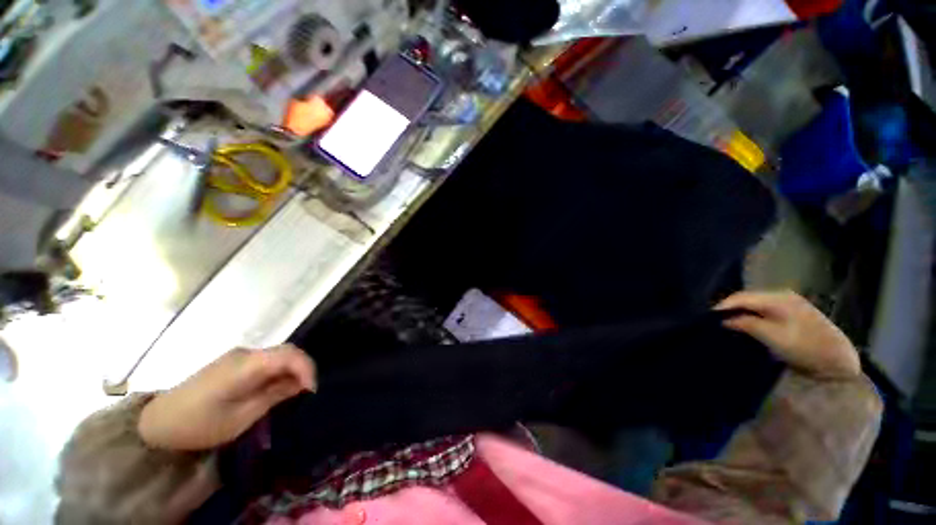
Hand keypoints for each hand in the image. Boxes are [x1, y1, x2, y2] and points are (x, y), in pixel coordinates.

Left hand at [138, 344, 316, 450]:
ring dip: (291, 370)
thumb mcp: (241, 418)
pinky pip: (266, 361)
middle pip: (287, 351)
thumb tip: (301, 385)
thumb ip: (274, 396)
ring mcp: (238, 356)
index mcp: (246, 364)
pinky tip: (276, 388)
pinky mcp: (233, 363)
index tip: (312, 391)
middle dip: (303, 369)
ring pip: (278, 355)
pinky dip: (278, 371)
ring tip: (295, 392)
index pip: (290, 354)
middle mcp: (245, 353)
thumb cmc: (198, 425)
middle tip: (307, 392)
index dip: (307, 369)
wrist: (157, 423)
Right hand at [716, 291, 860, 378]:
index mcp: (778, 297)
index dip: (722, 306)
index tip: (706, 319)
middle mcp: (782, 296)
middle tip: (715, 323)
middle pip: (747, 299)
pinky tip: (746, 326)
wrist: (839, 362)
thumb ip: (746, 324)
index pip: (741, 297)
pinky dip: (752, 317)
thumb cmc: (805, 347)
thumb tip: (724, 320)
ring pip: (755, 305)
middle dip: (730, 310)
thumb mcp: (773, 337)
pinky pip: (764, 312)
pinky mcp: (793, 315)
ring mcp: (789, 304)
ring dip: (740, 314)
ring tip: (727, 325)